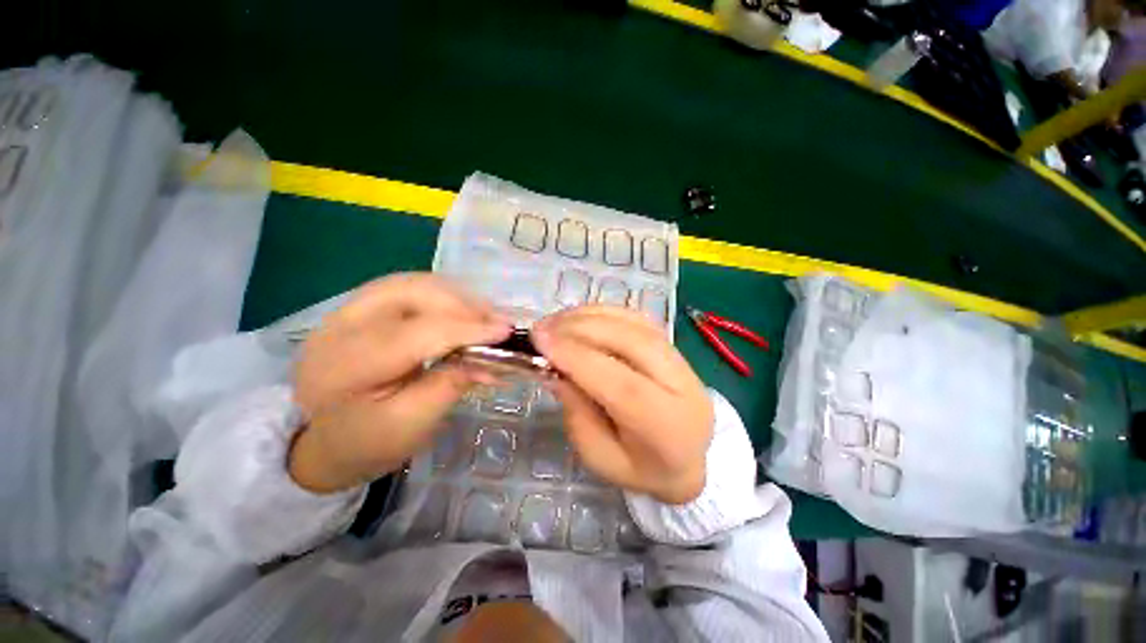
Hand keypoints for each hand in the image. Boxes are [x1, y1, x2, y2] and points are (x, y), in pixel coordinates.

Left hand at [289, 274, 511, 493]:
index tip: (506, 331)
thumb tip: (490, 357)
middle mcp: (339, 325)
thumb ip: (451, 385)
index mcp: (347, 365)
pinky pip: (407, 288)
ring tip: (484, 317)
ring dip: (454, 296)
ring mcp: (345, 310)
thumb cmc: (368, 442)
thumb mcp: (413, 424)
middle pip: (411, 292)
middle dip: (462, 304)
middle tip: (496, 323)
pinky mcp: (358, 308)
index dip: (467, 329)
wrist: (323, 441)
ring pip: (411, 283)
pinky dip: (441, 296)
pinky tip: (460, 312)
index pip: (418, 332)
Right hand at [532, 306, 713, 503]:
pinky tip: (579, 318)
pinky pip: (637, 318)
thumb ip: (577, 412)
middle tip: (542, 329)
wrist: (688, 459)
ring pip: (635, 323)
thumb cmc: (640, 468)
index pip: (622, 384)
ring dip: (590, 317)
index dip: (579, 358)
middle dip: (581, 330)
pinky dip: (605, 312)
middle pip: (632, 343)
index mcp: (667, 427)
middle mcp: (683, 386)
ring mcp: (683, 360)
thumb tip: (555, 368)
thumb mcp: (599, 456)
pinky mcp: (674, 345)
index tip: (541, 341)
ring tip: (555, 322)